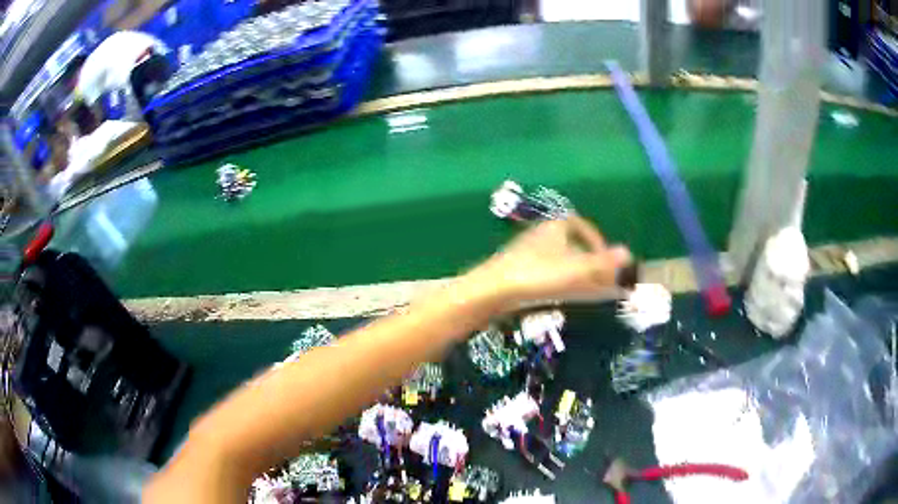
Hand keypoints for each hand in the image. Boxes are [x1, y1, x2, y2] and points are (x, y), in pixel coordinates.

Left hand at [466, 216, 631, 308]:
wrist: (493, 290)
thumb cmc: (539, 275)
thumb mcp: (576, 269)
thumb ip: (603, 263)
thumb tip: (628, 252)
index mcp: (556, 227)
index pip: (582, 226)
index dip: (598, 242)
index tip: (607, 261)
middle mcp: (541, 234)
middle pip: (571, 244)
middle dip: (588, 261)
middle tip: (599, 279)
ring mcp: (527, 251)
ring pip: (557, 259)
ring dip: (574, 273)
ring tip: (585, 291)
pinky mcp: (516, 269)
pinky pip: (544, 271)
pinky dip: (558, 280)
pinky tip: (561, 295)